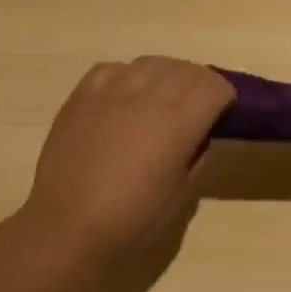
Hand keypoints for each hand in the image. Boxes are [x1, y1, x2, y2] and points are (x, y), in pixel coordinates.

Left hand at [22, 57, 234, 278]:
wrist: (66, 229)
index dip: (224, 98)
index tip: (223, 114)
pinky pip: (115, 68)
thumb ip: (197, 156)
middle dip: (200, 84)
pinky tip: (127, 97)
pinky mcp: (82, 94)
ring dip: (167, 76)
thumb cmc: (130, 222)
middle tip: (199, 108)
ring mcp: (110, 90)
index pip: (214, 86)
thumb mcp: (181, 197)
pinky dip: (130, 76)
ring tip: (164, 98)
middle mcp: (146, 96)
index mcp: (176, 123)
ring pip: (151, 62)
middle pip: (186, 69)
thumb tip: (200, 134)